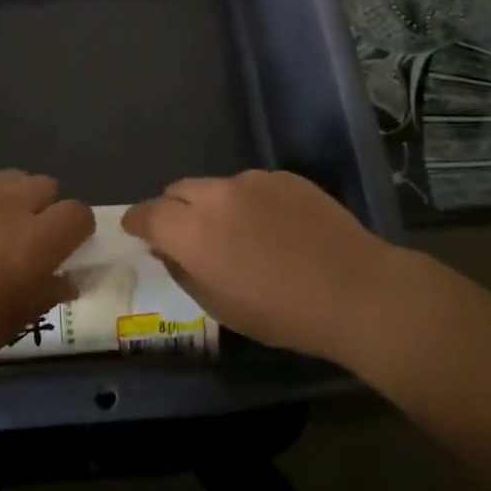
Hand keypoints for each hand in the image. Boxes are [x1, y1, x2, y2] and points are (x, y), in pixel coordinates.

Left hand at [0, 171, 93, 394]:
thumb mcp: (8, 327)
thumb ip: (43, 294)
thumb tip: (65, 280)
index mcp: (31, 242)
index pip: (77, 214)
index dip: (76, 232)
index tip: (64, 251)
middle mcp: (5, 206)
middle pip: (45, 186)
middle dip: (44, 211)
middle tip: (25, 244)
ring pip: (8, 178)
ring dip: (11, 200)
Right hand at [124, 170, 408, 364]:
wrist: (354, 290)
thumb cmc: (281, 313)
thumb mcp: (219, 306)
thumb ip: (183, 271)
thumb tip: (168, 250)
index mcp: (192, 231)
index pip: (147, 214)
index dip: (137, 222)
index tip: (136, 231)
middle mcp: (216, 195)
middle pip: (177, 191)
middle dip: (174, 210)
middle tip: (188, 236)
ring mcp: (252, 180)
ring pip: (216, 186)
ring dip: (214, 205)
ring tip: (240, 233)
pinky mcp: (284, 177)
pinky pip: (252, 185)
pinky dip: (249, 201)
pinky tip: (276, 227)